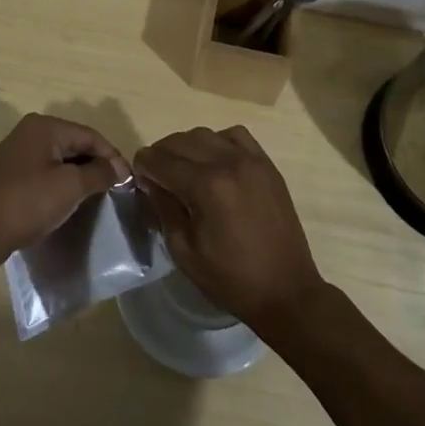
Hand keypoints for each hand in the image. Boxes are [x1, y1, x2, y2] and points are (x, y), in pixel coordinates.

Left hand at [0, 113, 128, 276]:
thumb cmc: (25, 203)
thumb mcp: (69, 187)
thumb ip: (97, 173)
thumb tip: (119, 168)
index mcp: (45, 126)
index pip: (90, 135)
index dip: (112, 156)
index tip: (129, 182)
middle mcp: (31, 133)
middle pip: (75, 144)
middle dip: (97, 166)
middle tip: (116, 191)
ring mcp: (18, 154)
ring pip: (60, 160)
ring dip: (80, 177)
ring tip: (98, 199)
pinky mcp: (11, 176)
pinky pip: (46, 174)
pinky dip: (62, 186)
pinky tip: (70, 204)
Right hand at [133, 126, 328, 337]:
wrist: (287, 291)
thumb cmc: (231, 279)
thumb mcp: (184, 251)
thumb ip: (164, 208)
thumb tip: (150, 182)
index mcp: (206, 186)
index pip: (161, 160)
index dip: (143, 165)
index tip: (138, 176)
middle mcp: (228, 162)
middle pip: (181, 141)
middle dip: (162, 154)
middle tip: (156, 174)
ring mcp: (251, 159)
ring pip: (206, 134)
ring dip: (187, 146)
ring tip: (184, 168)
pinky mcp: (266, 164)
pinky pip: (235, 136)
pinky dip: (218, 141)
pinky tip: (215, 162)